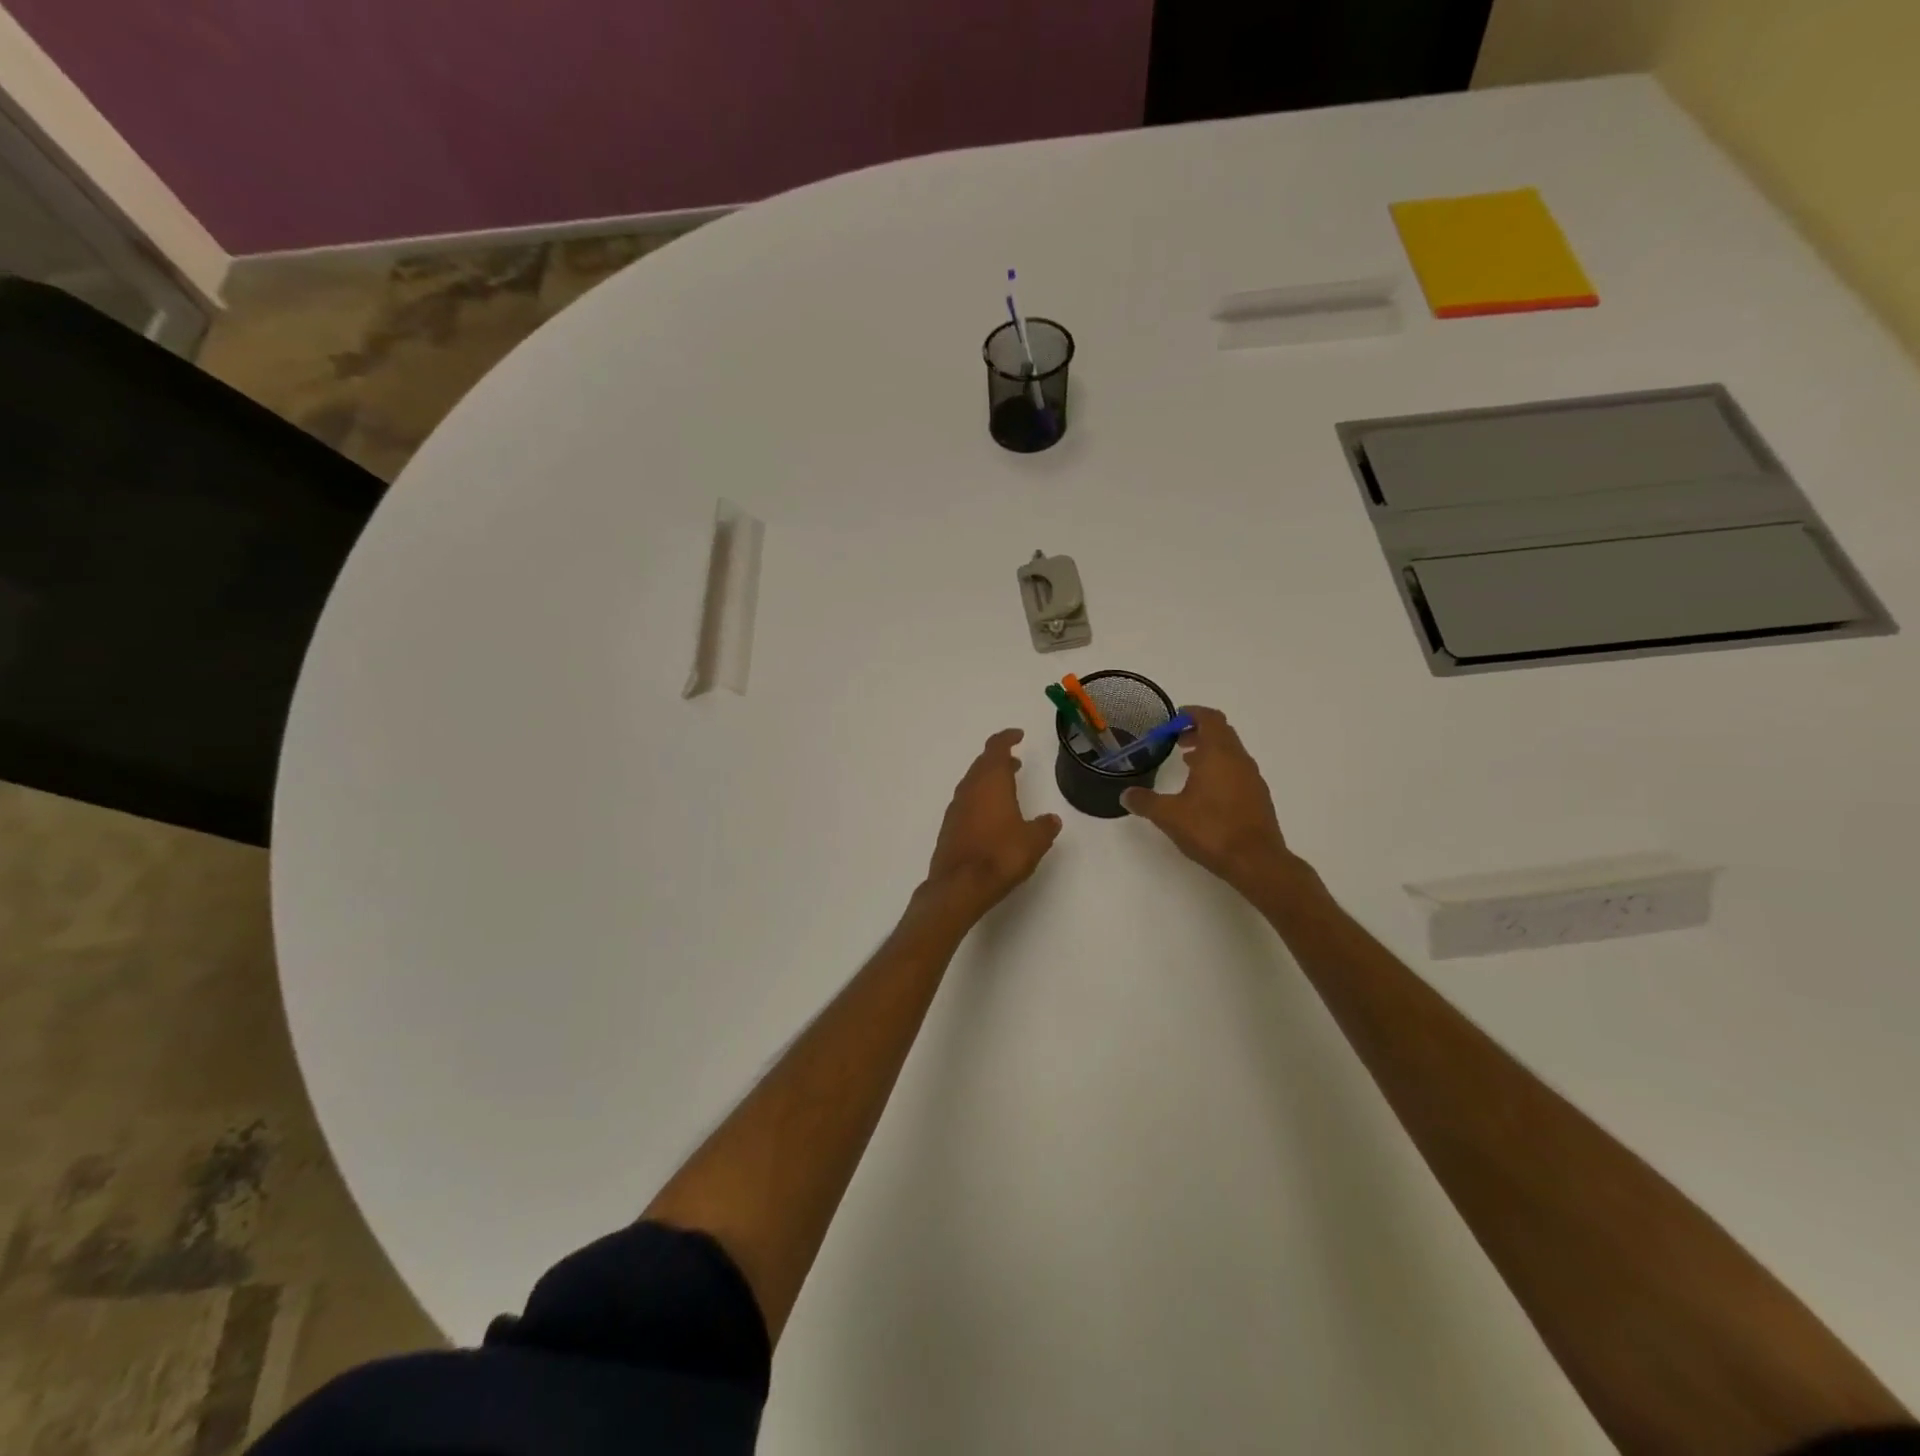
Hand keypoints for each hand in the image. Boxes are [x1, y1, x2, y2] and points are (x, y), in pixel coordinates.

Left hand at [923, 729, 1062, 922]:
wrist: (959, 886)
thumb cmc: (1000, 856)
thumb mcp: (1033, 841)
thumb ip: (1044, 827)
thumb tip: (1051, 820)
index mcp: (991, 782)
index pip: (996, 748)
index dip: (1007, 738)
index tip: (1018, 735)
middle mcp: (970, 789)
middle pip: (982, 764)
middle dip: (998, 760)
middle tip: (1015, 762)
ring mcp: (956, 808)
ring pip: (972, 783)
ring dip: (988, 780)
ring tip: (1006, 788)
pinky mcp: (949, 827)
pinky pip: (966, 802)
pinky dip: (979, 799)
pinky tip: (990, 816)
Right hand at [1121, 706, 1293, 892]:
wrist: (1256, 861)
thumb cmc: (1211, 829)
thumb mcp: (1169, 815)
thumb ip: (1145, 802)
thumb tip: (1125, 795)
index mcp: (1218, 754)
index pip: (1210, 718)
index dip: (1192, 713)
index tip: (1175, 718)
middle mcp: (1239, 760)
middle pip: (1222, 732)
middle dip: (1198, 732)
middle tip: (1176, 741)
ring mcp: (1252, 778)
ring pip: (1231, 752)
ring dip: (1210, 751)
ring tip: (1187, 765)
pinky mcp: (1258, 797)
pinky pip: (1237, 771)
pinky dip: (1220, 769)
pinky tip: (1205, 791)